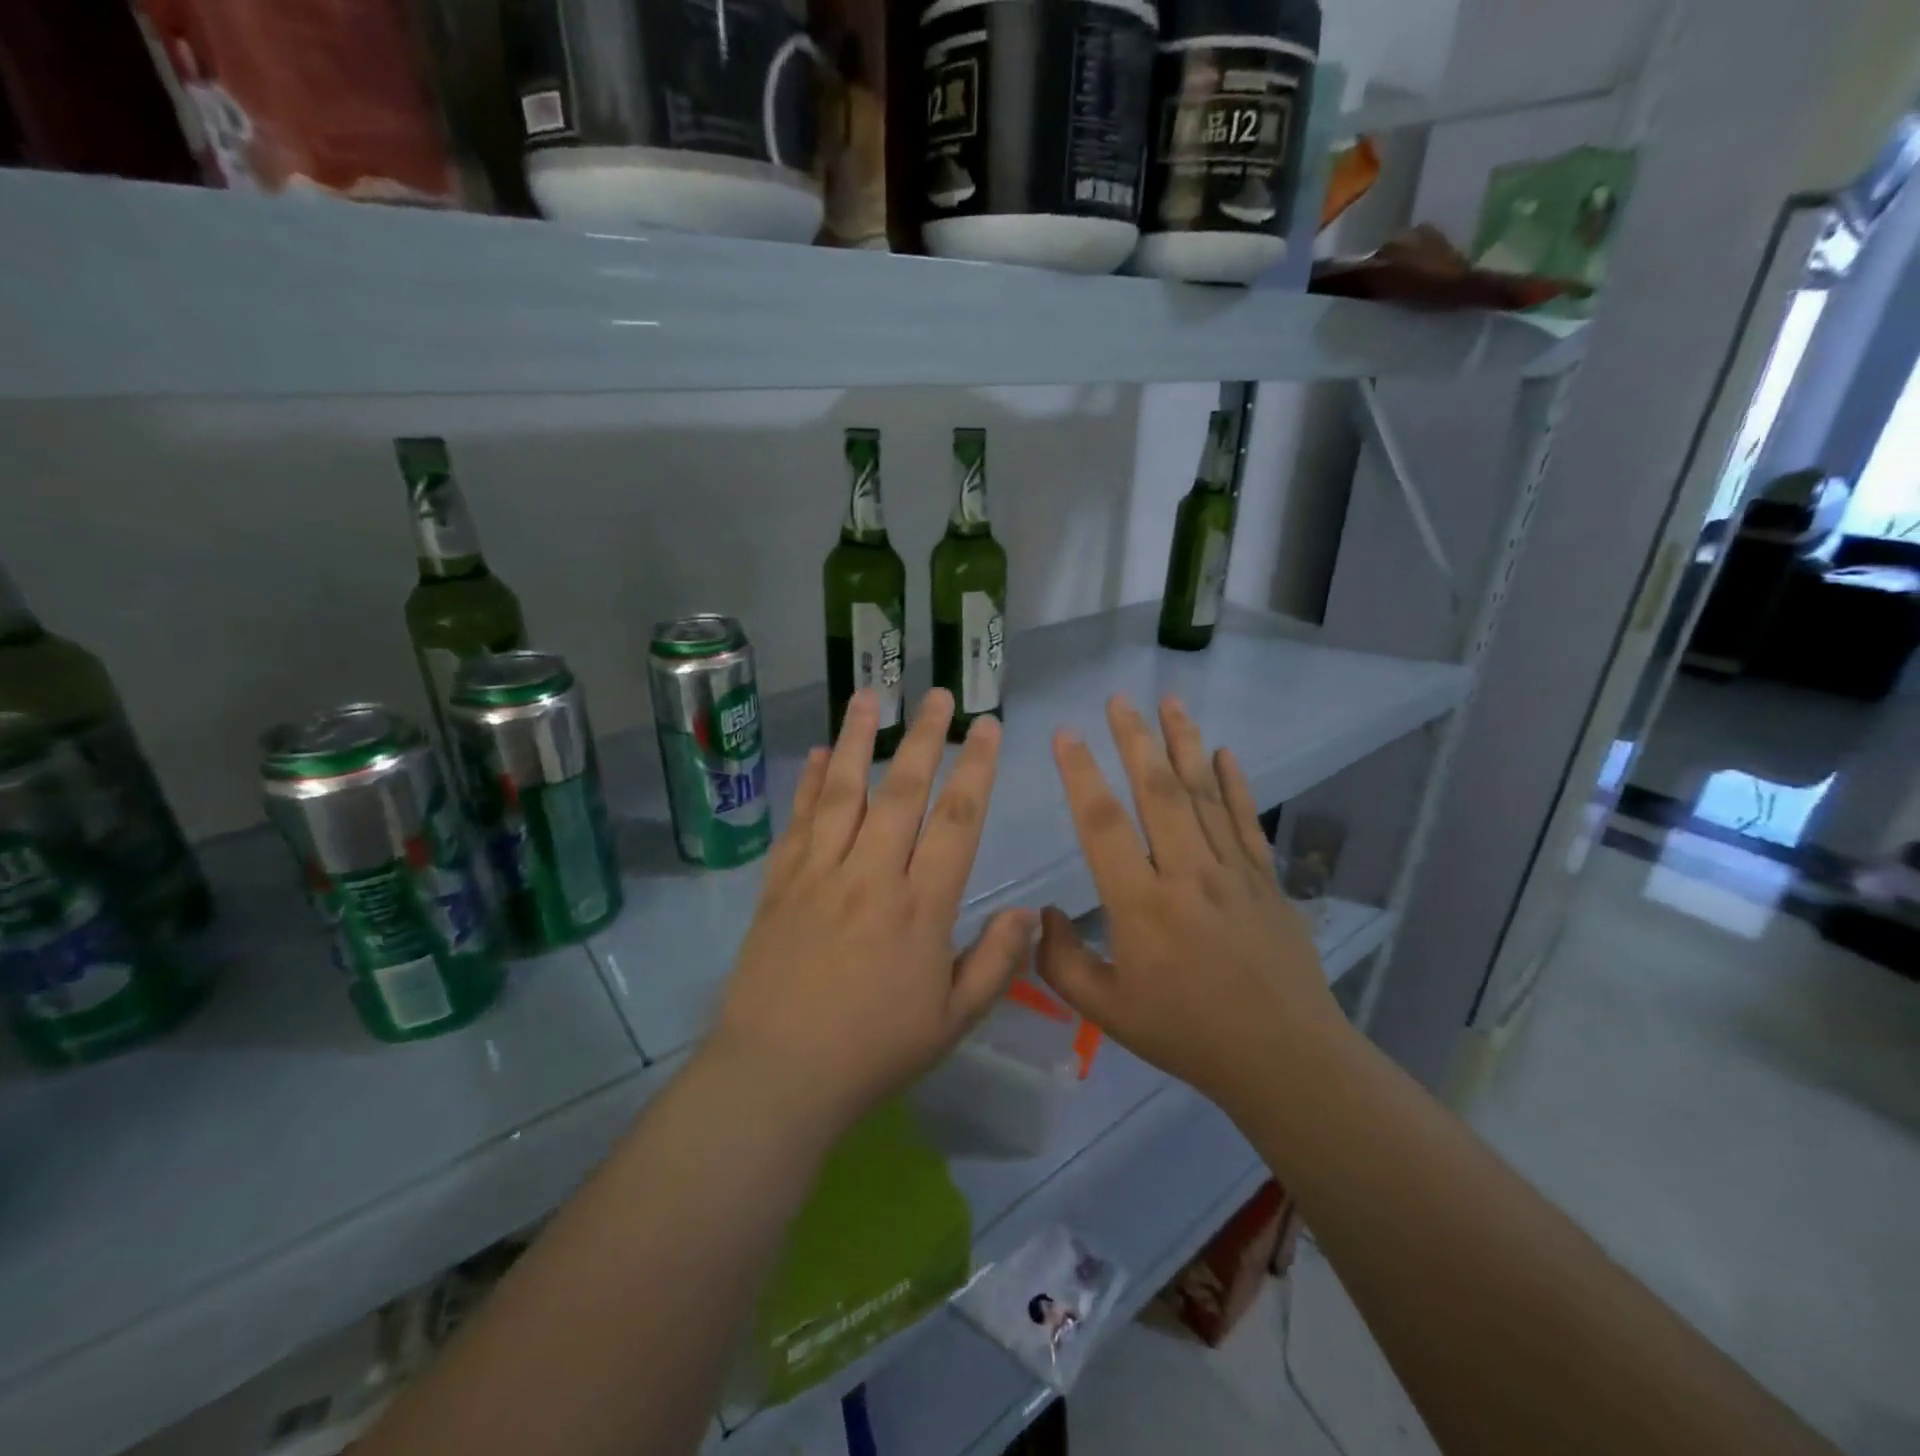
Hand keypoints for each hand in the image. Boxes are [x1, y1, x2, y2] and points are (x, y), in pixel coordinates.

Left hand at [711, 687, 1035, 1142]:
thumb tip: (1029, 914)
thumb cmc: (873, 1052)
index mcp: (920, 908)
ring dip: (857, 739)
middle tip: (939, 694)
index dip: (977, 768)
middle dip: (925, 736)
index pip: (957, 821)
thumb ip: (995, 963)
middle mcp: (871, 876)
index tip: (988, 727)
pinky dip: (808, 783)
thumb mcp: (952, 1021)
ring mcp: (819, 874)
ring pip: (843, 791)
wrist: (777, 1076)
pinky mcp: (779, 884)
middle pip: (902, 791)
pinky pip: (798, 821)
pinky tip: (816, 754)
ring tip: (869, 695)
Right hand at [1036, 695, 1341, 1109]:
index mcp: (1142, 905)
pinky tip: (1225, 751)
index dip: (1080, 775)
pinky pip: (1247, 820)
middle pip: (1158, 792)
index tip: (1065, 734)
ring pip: (1205, 794)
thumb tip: (1040, 915)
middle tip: (1118, 699)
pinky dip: (1236, 783)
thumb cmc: (1187, 1035)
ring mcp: (1232, 872)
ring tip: (1170, 701)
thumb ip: (1061, 962)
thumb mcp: (1106, 1011)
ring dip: (1184, 744)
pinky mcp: (1266, 879)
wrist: (1283, 1059)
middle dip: (1134, 739)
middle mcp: (1186, 874)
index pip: (1103, 825)